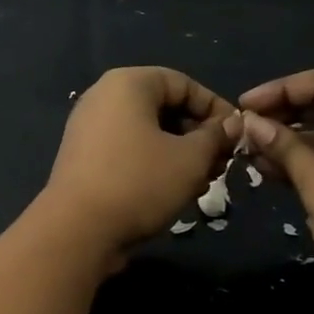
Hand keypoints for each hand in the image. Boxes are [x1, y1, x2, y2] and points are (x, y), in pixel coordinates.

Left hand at [39, 66, 237, 257]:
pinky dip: (153, 164)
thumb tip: (231, 124)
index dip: (215, 108)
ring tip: (202, 182)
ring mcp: (89, 128)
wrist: (77, 229)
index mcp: (127, 84)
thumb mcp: (190, 158)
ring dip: (179, 153)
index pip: (182, 83)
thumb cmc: (139, 182)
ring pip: (147, 132)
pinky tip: (173, 191)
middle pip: (163, 107)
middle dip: (198, 134)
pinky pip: (127, 150)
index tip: (237, 137)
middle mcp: (103, 97)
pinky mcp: (84, 157)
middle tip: (221, 164)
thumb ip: (215, 136)